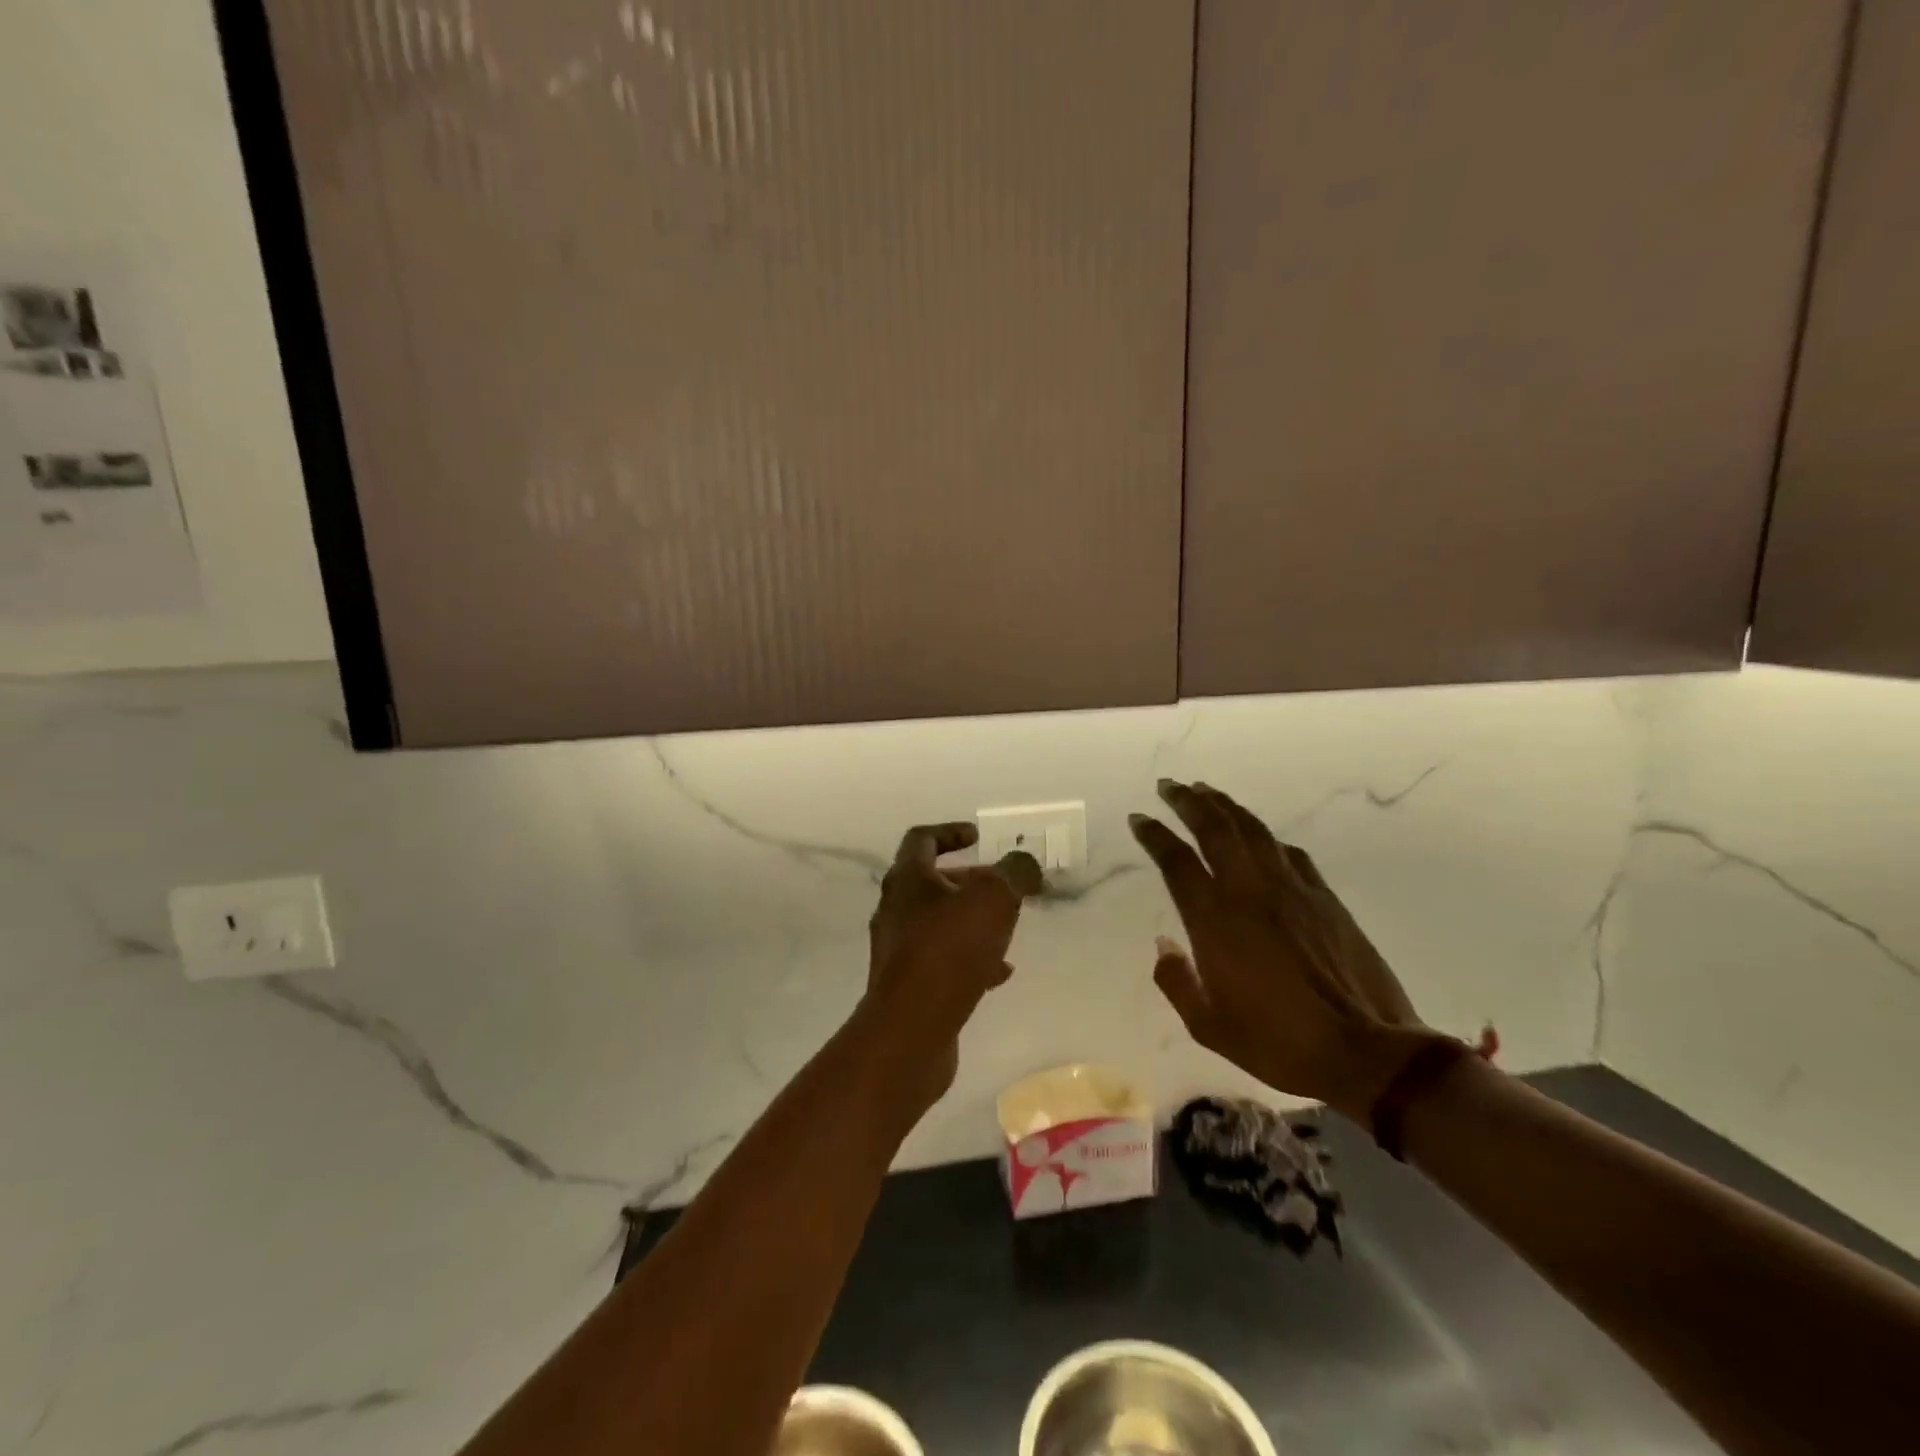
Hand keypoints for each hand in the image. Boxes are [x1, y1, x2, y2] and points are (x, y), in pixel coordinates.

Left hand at [857, 823, 1041, 1113]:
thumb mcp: (993, 900)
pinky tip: (1000, 972)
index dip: (950, 831)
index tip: (977, 836)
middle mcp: (896, 910)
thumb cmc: (948, 951)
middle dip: (970, 881)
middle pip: (932, 883)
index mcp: (908, 880)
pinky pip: (943, 961)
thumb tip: (1024, 863)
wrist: (910, 1030)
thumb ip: (1014, 873)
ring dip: (973, 921)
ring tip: (1007, 930)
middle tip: (1003, 888)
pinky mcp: (909, 986)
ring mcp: (899, 950)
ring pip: (940, 923)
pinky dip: (971, 959)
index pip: (921, 839)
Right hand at [1129, 779, 1439, 1120]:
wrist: (1365, 1051)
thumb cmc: (1279, 1043)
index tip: (1139, 818)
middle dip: (1187, 802)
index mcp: (1215, 921)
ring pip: (1252, 830)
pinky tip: (1258, 833)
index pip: (1177, 862)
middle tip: (1168, 786)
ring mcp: (1291, 889)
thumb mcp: (1208, 1026)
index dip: (1155, 835)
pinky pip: (1288, 852)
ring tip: (1205, 791)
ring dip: (1225, 806)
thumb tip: (1163, 944)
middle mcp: (1249, 892)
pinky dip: (1265, 835)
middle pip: (1215, 829)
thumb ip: (1176, 981)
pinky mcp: (1324, 897)